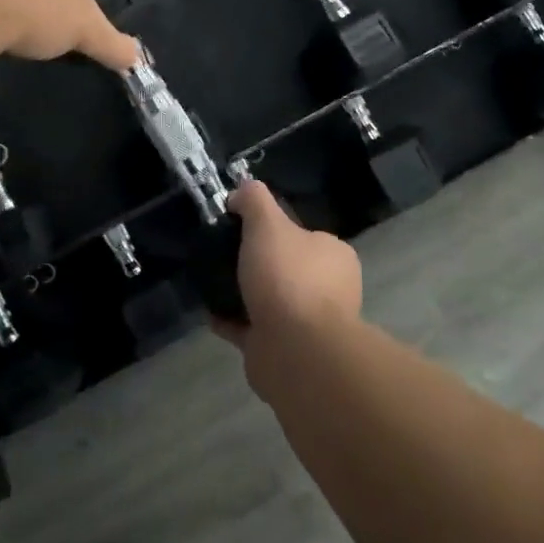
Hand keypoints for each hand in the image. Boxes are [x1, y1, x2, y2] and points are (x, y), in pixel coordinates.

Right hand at [220, 181, 362, 387]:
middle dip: (256, 264)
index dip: (273, 229)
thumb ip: (254, 200)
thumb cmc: (288, 278)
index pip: (303, 235)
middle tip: (223, 254)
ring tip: (212, 281)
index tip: (241, 227)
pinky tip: (209, 311)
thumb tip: (240, 192)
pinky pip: (252, 328)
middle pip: (285, 268)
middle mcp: (328, 289)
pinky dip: (231, 320)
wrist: (296, 351)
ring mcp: (308, 324)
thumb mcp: (268, 223)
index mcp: (334, 256)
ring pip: (269, 300)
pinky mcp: (284, 351)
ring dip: (242, 294)